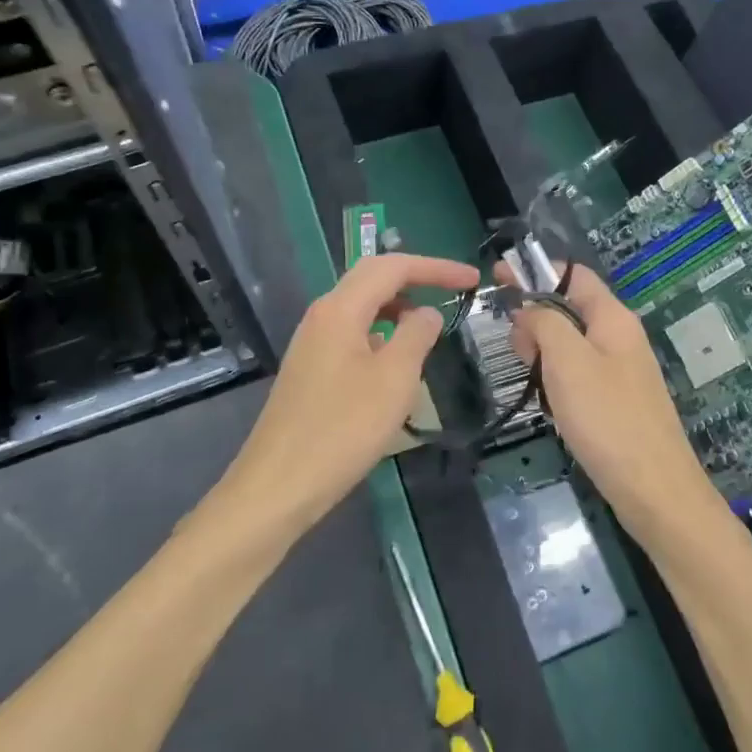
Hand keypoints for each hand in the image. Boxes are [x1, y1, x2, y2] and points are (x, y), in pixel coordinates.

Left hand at [233, 253, 478, 525]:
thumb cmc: (343, 430)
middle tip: (455, 291)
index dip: (436, 268)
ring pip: (361, 307)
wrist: (279, 484)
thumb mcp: (394, 380)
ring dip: (398, 308)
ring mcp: (312, 343)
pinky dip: (381, 334)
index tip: (472, 279)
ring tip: (430, 328)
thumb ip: (416, 336)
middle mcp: (322, 316)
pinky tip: (395, 363)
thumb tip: (427, 313)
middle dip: (417, 279)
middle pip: (373, 279)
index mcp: (340, 309)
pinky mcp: (310, 369)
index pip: (393, 267)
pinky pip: (352, 334)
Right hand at [505, 263, 726, 544]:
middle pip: (569, 308)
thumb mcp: (567, 360)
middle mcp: (619, 337)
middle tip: (515, 347)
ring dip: (543, 351)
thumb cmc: (607, 417)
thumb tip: (528, 309)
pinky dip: (556, 377)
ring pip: (571, 344)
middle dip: (535, 318)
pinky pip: (578, 373)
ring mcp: (620, 370)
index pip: (573, 275)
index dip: (535, 271)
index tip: (497, 276)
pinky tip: (548, 401)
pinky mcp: (616, 400)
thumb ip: (544, 323)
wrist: (654, 489)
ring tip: (529, 375)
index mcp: (613, 318)